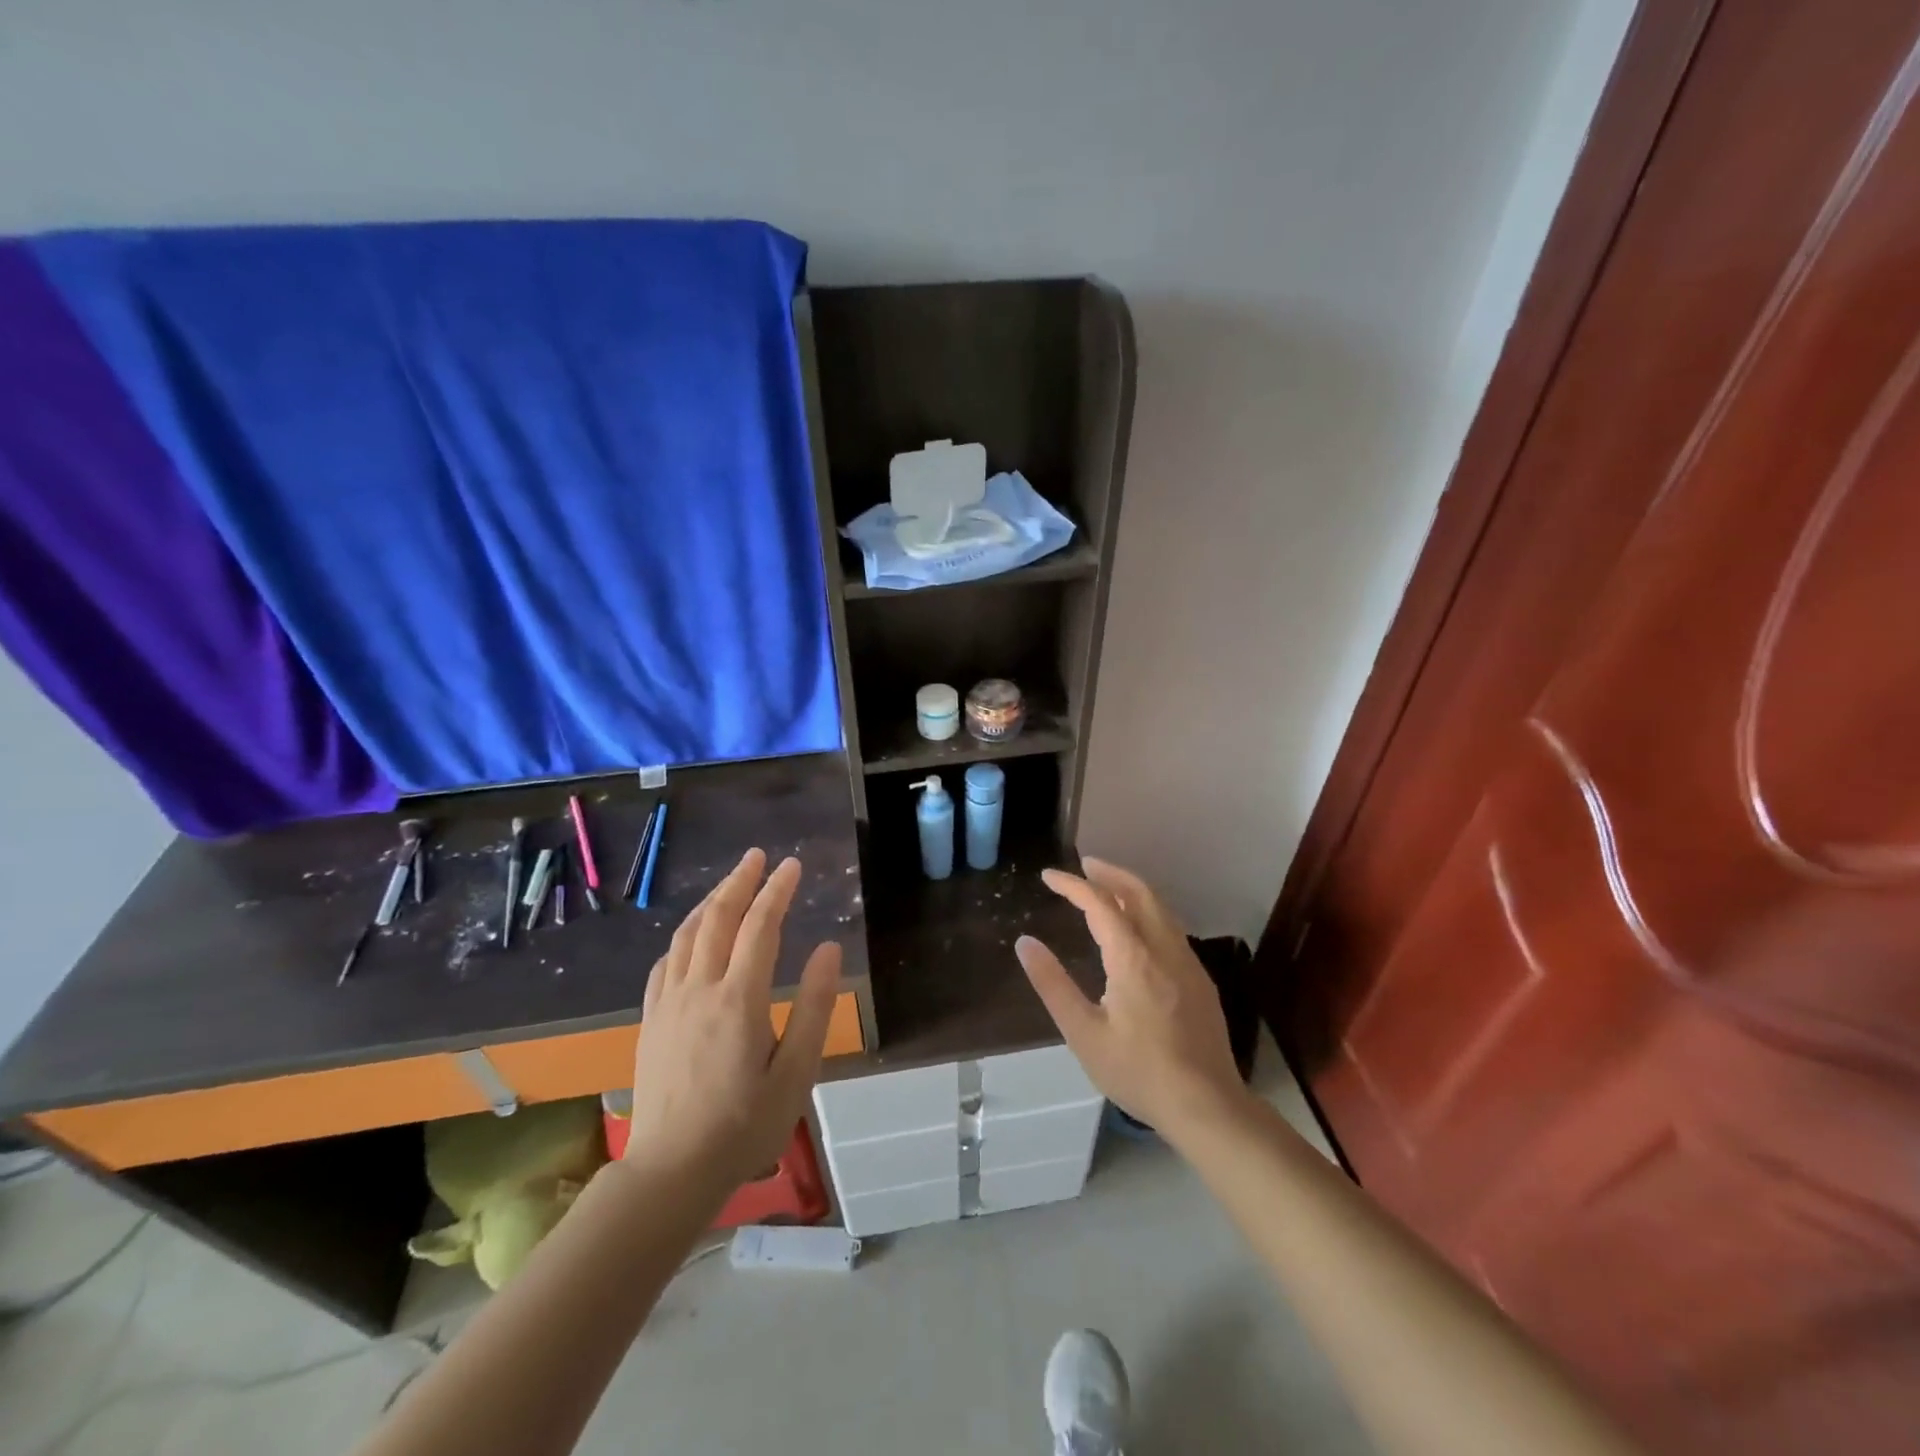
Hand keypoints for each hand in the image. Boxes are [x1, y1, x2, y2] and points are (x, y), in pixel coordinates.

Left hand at [624, 849, 842, 1198]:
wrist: (670, 1171)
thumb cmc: (744, 1126)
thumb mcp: (796, 1073)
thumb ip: (814, 1007)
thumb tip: (828, 949)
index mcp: (739, 999)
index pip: (760, 927)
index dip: (777, 891)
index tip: (792, 865)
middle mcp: (700, 989)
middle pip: (718, 918)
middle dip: (740, 881)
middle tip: (758, 856)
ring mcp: (669, 1003)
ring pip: (687, 934)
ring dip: (711, 901)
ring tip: (730, 883)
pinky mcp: (651, 1020)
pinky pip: (666, 961)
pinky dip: (684, 935)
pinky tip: (692, 935)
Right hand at [1016, 858, 1249, 1141]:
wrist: (1206, 1105)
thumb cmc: (1138, 1071)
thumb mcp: (1083, 1033)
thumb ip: (1053, 984)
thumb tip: (1025, 943)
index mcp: (1132, 957)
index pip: (1100, 903)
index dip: (1072, 884)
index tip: (1048, 877)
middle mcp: (1164, 948)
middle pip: (1139, 892)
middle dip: (1109, 873)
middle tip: (1083, 866)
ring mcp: (1187, 962)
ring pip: (1160, 907)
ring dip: (1131, 889)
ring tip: (1106, 889)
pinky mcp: (1200, 979)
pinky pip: (1171, 927)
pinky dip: (1148, 911)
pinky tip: (1137, 930)